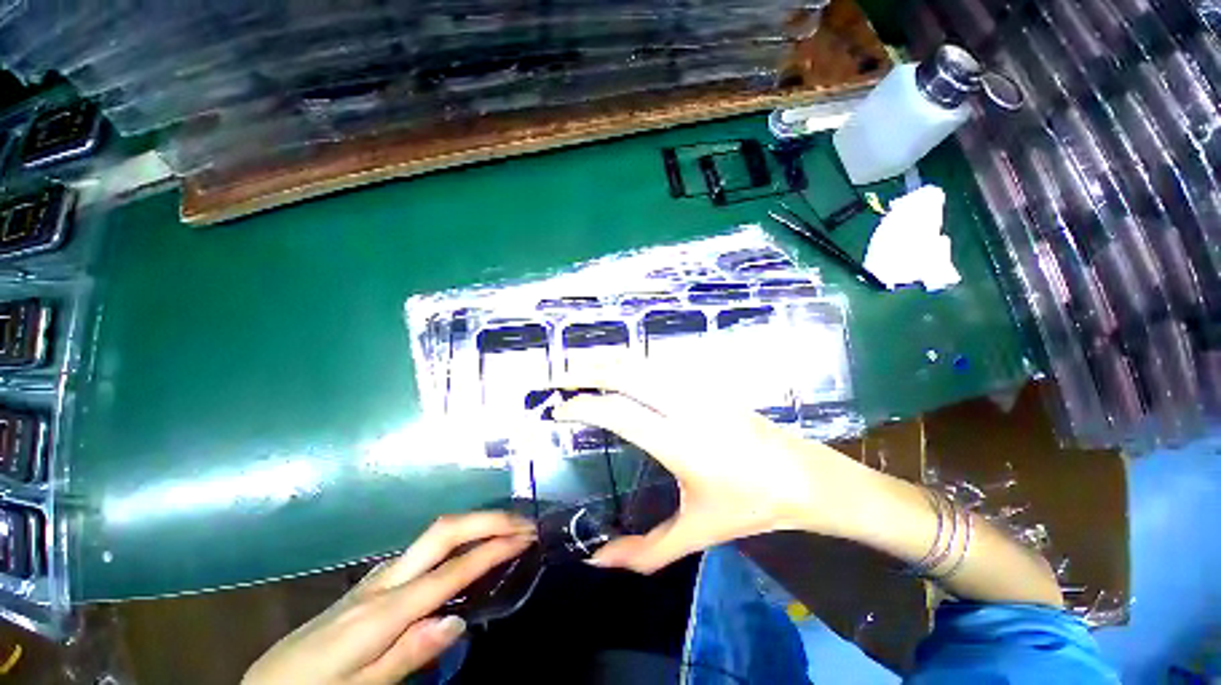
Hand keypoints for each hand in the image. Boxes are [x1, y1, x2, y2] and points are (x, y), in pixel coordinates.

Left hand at [243, 512, 534, 684]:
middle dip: (488, 519)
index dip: (492, 551)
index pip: (451, 572)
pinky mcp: (379, 578)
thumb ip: (409, 655)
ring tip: (509, 529)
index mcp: (383, 612)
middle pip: (444, 531)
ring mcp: (380, 575)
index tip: (526, 537)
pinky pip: (427, 548)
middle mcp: (385, 581)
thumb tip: (458, 620)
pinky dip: (460, 538)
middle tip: (524, 521)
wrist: (270, 683)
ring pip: (436, 534)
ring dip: (477, 525)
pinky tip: (472, 549)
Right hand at [553, 372, 878, 573]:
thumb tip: (598, 559)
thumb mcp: (698, 533)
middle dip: (586, 370)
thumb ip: (646, 551)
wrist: (803, 476)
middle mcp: (685, 405)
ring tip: (581, 368)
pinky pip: (659, 364)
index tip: (557, 410)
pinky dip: (631, 361)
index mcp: (679, 441)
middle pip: (626, 373)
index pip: (617, 411)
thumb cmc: (751, 505)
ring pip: (643, 361)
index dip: (582, 407)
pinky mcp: (707, 383)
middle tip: (558, 377)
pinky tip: (619, 369)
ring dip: (608, 360)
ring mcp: (698, 388)